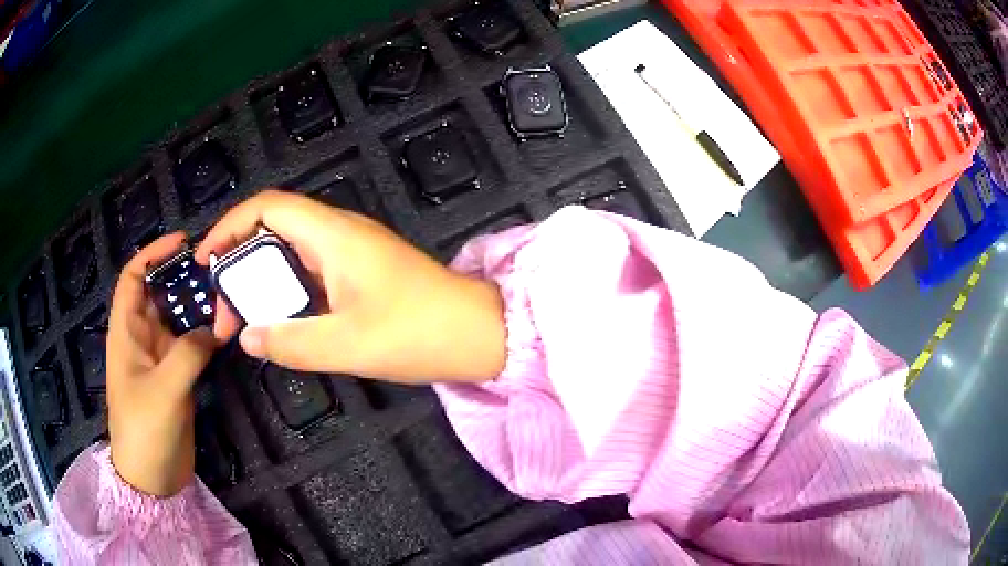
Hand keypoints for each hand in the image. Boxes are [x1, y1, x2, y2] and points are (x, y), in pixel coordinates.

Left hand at [106, 233, 217, 496]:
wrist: (152, 477)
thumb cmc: (144, 429)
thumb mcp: (163, 389)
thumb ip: (188, 353)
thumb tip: (214, 326)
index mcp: (126, 332)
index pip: (133, 278)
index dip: (152, 254)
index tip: (182, 242)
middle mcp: (142, 338)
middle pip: (159, 294)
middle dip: (182, 277)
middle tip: (215, 268)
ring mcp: (160, 359)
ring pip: (178, 319)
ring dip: (198, 308)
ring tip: (225, 295)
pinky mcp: (176, 378)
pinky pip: (191, 346)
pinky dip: (206, 336)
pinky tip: (225, 330)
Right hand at [195, 189, 505, 382]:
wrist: (479, 333)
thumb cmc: (417, 332)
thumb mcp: (346, 344)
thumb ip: (290, 342)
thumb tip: (248, 338)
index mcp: (333, 234)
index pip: (267, 207)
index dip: (229, 226)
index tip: (205, 261)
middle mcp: (339, 232)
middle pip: (272, 229)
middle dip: (239, 264)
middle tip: (225, 312)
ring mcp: (352, 250)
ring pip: (290, 253)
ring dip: (261, 282)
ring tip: (244, 320)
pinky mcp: (362, 270)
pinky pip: (310, 271)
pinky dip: (286, 291)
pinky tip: (280, 320)